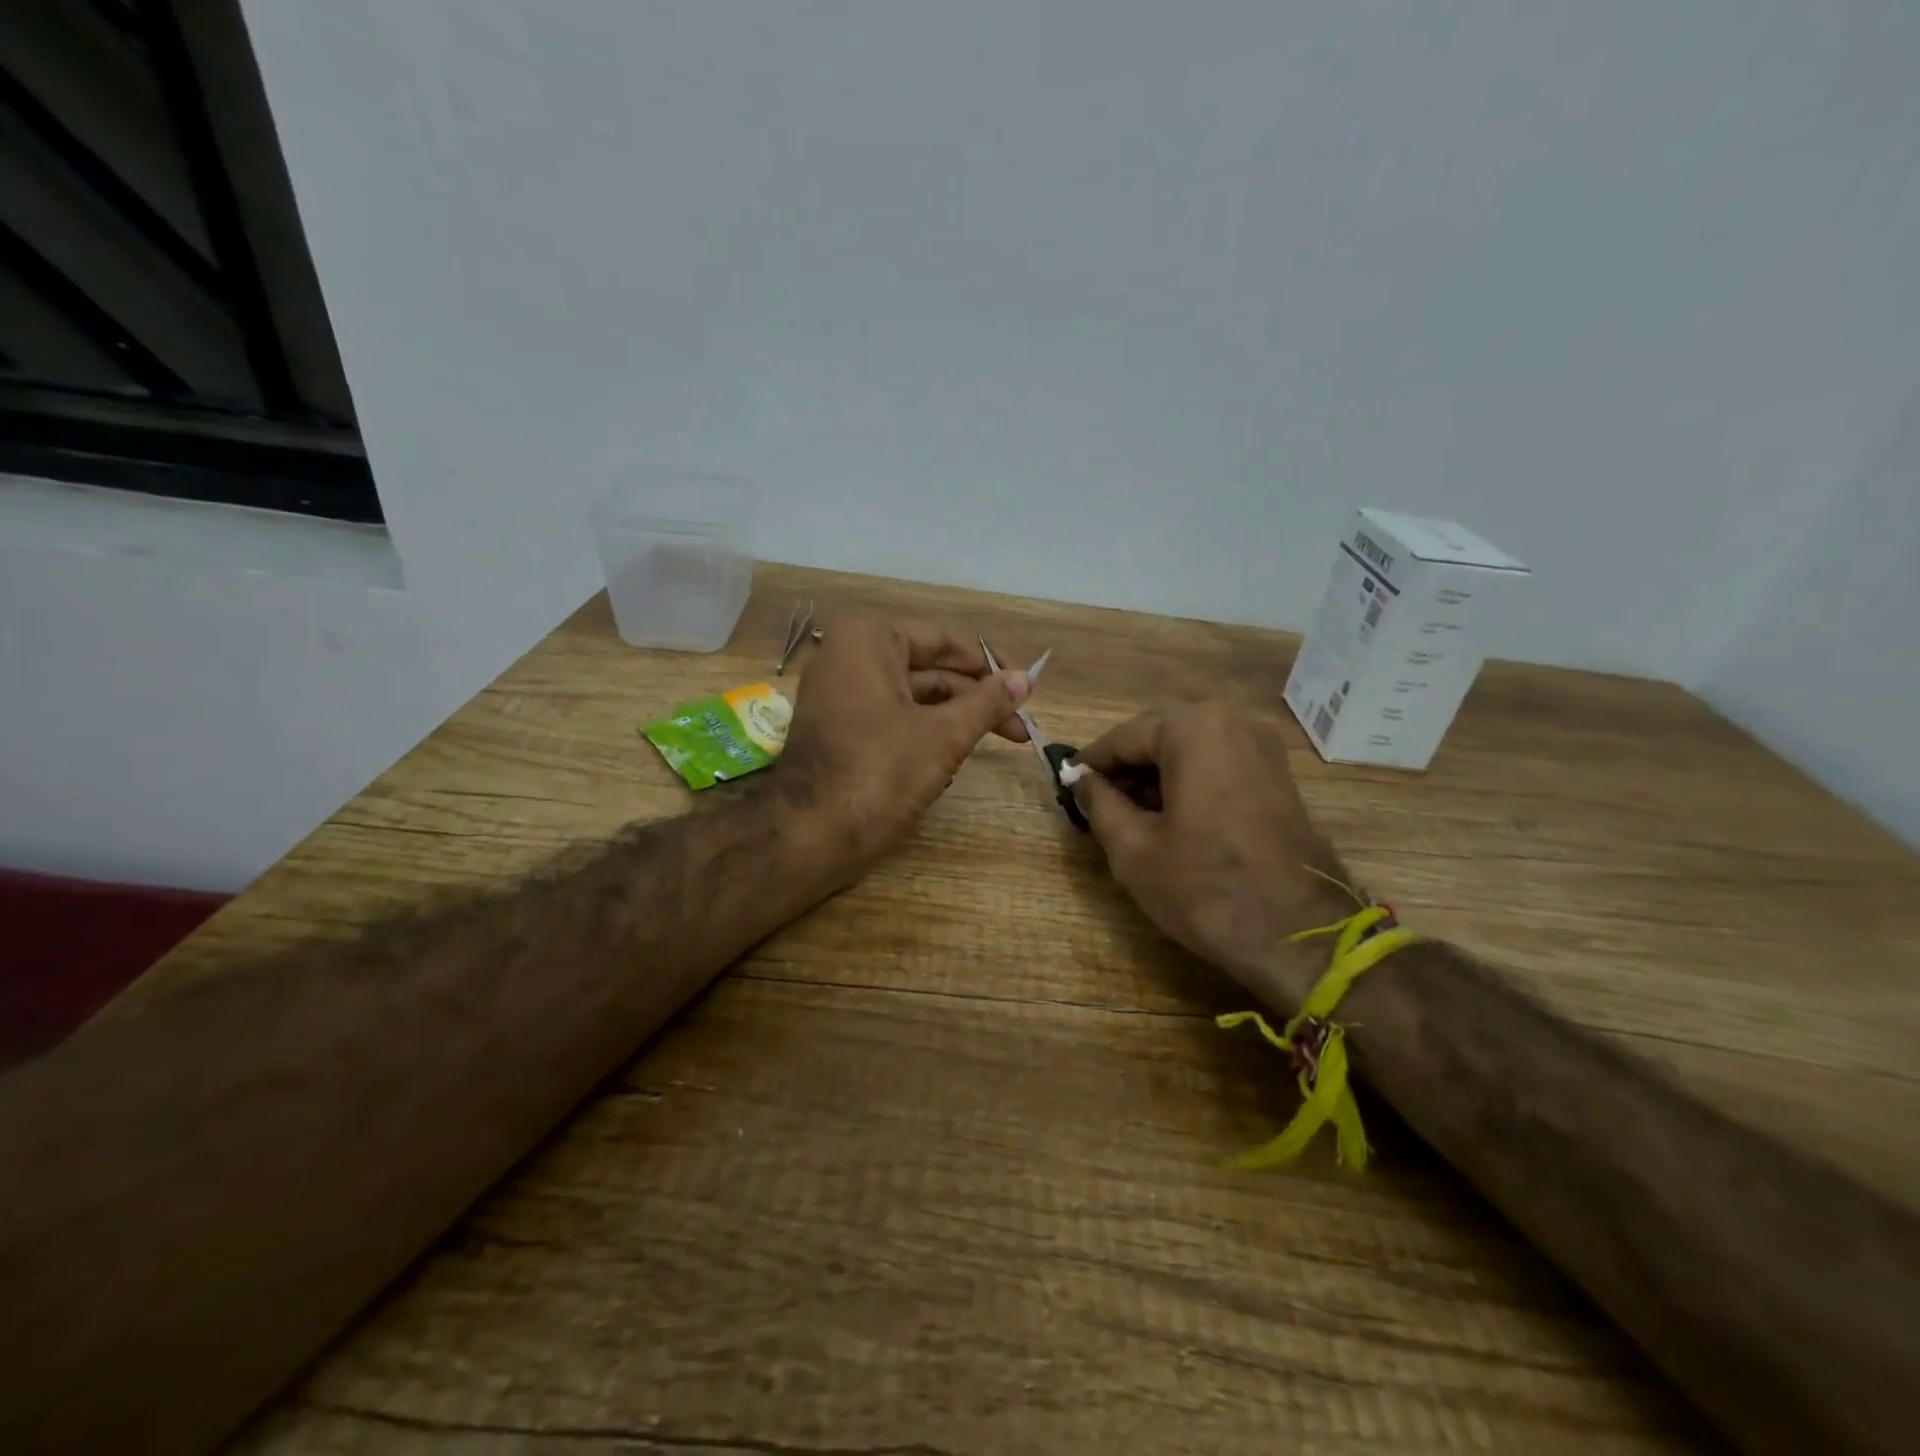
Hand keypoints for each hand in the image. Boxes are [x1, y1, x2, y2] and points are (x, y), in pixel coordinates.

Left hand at [779, 617, 1030, 865]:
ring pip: (912, 698)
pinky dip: (923, 735)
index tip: (1023, 689)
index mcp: (868, 640)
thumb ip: (987, 702)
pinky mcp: (838, 730)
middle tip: (1019, 728)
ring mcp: (839, 696)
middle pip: (928, 671)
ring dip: (953, 720)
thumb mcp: (945, 734)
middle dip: (974, 699)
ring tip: (996, 745)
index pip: (943, 641)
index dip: (988, 667)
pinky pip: (891, 720)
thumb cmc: (881, 771)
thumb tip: (1026, 678)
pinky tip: (952, 764)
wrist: (809, 835)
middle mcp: (848, 658)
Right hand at [1069, 702, 1356, 1008]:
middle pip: (1159, 735)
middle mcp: (1232, 721)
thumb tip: (1079, 779)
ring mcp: (1263, 746)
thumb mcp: (1133, 848)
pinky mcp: (1279, 774)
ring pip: (1190, 748)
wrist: (1299, 936)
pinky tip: (1173, 818)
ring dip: (1157, 774)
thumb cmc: (1205, 887)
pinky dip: (1190, 780)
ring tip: (1132, 816)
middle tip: (1098, 804)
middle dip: (1126, 767)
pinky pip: (1219, 762)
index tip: (1067, 785)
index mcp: (1193, 728)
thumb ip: (1098, 802)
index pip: (1123, 737)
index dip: (1090, 764)